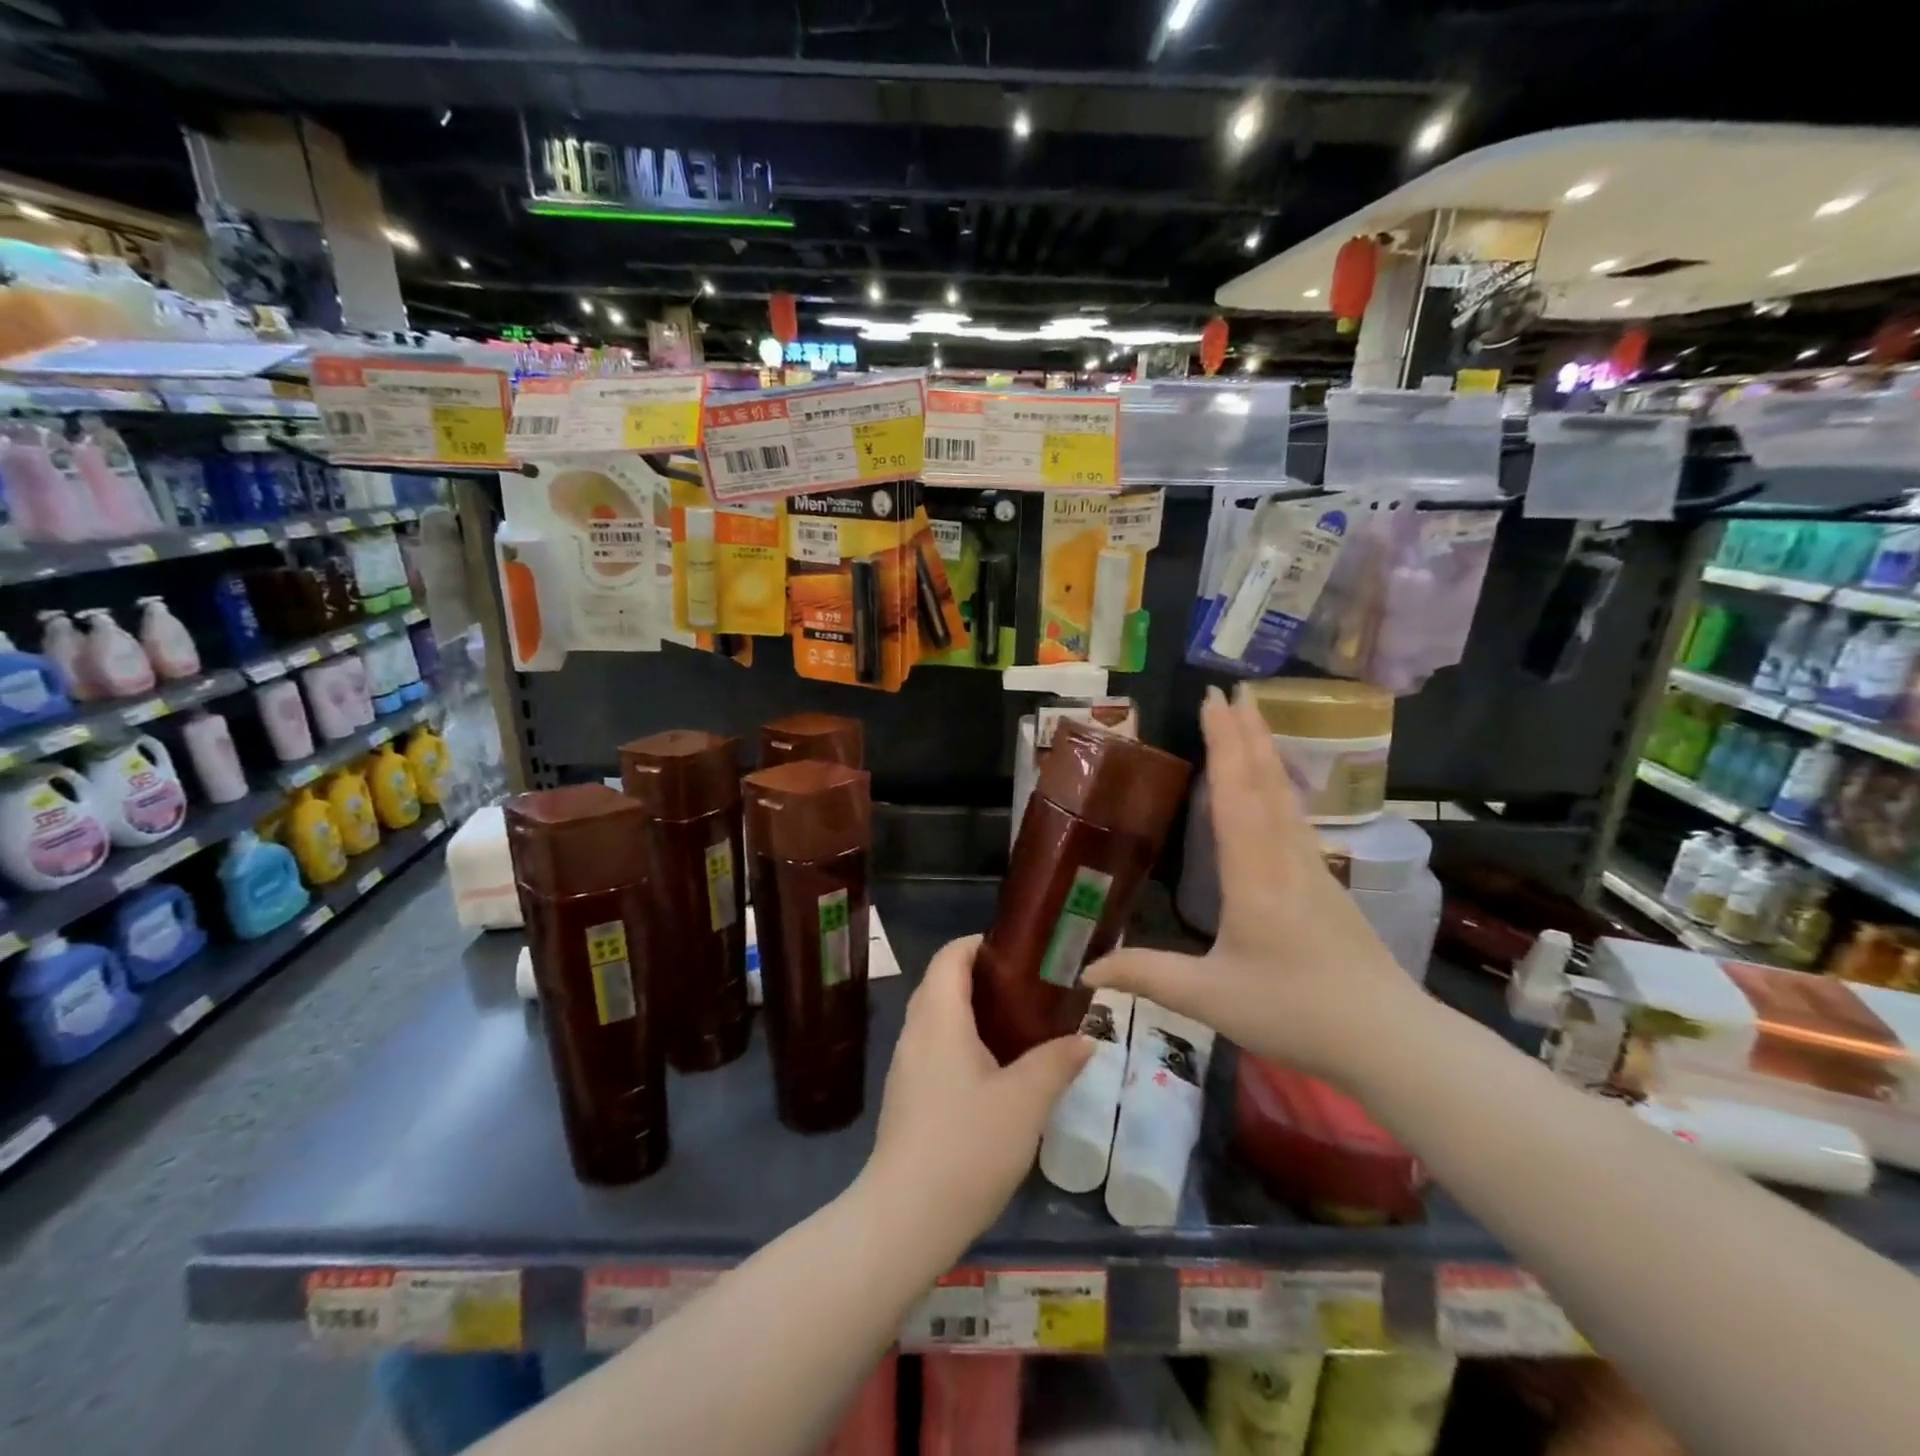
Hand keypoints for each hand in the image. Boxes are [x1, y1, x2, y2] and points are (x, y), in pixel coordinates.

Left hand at [861, 934, 1092, 1257]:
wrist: (907, 1217)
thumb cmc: (968, 1144)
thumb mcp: (1026, 1101)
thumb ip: (1057, 1062)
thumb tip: (1085, 1038)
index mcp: (939, 1017)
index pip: (950, 956)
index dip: (980, 944)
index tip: (1021, 953)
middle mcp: (915, 1032)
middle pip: (942, 983)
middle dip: (982, 978)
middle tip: (1029, 990)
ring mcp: (905, 1066)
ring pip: (937, 1018)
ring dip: (972, 1012)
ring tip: (1018, 1028)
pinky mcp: (905, 1097)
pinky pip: (933, 1049)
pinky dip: (961, 1042)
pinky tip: (993, 1072)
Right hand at [1083, 685, 1420, 1089]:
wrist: (1389, 1041)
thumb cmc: (1295, 1013)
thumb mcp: (1210, 999)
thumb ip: (1146, 976)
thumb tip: (1086, 969)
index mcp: (1254, 875)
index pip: (1236, 795)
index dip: (1223, 744)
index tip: (1213, 700)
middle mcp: (1285, 859)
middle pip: (1265, 783)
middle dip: (1246, 732)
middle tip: (1232, 689)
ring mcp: (1311, 869)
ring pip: (1284, 797)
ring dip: (1265, 753)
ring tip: (1252, 719)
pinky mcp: (1324, 885)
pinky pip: (1293, 819)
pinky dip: (1277, 786)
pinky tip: (1274, 790)